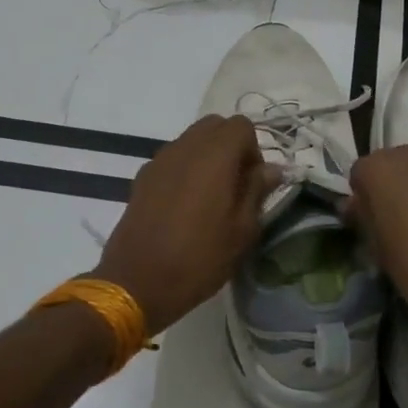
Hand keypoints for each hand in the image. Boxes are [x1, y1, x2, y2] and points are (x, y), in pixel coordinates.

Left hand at [94, 114, 275, 332]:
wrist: (136, 282)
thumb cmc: (199, 258)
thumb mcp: (242, 231)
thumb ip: (257, 191)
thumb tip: (271, 169)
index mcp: (214, 155)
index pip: (242, 126)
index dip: (254, 149)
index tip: (254, 183)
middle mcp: (185, 147)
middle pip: (215, 126)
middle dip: (231, 147)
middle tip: (236, 186)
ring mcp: (159, 160)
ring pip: (191, 140)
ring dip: (207, 157)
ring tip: (211, 198)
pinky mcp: (142, 177)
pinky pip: (172, 159)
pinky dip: (186, 169)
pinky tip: (185, 206)